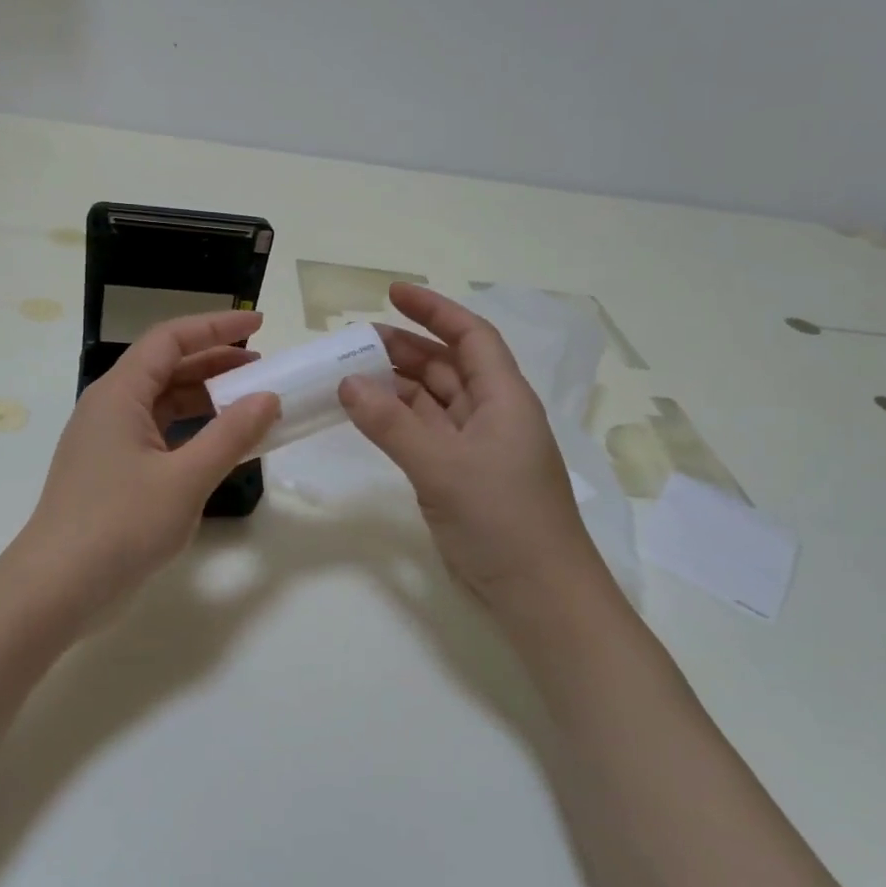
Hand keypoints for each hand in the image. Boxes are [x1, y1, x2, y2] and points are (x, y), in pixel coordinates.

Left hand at [13, 311, 279, 618]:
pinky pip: (157, 435)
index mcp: (119, 394)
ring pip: (162, 404)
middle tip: (263, 368)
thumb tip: (269, 398)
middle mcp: (109, 408)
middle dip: (215, 362)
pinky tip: (219, 446)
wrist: (57, 588)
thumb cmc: (120, 525)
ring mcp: (107, 442)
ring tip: (250, 404)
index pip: (169, 339)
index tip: (259, 324)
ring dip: (205, 399)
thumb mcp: (185, 479)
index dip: (216, 326)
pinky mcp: (111, 472)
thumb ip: (230, 436)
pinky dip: (191, 432)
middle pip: (166, 368)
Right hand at [338, 284, 604, 610]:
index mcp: (504, 398)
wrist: (538, 593)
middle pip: (447, 365)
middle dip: (405, 347)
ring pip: (432, 401)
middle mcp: (492, 414)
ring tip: (350, 374)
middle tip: (354, 342)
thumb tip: (347, 383)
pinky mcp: (461, 476)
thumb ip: (392, 424)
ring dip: (396, 386)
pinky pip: (424, 434)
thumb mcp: (443, 466)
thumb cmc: (503, 519)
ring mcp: (476, 447)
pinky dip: (396, 422)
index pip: (470, 336)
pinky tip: (367, 416)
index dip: (434, 310)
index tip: (391, 293)